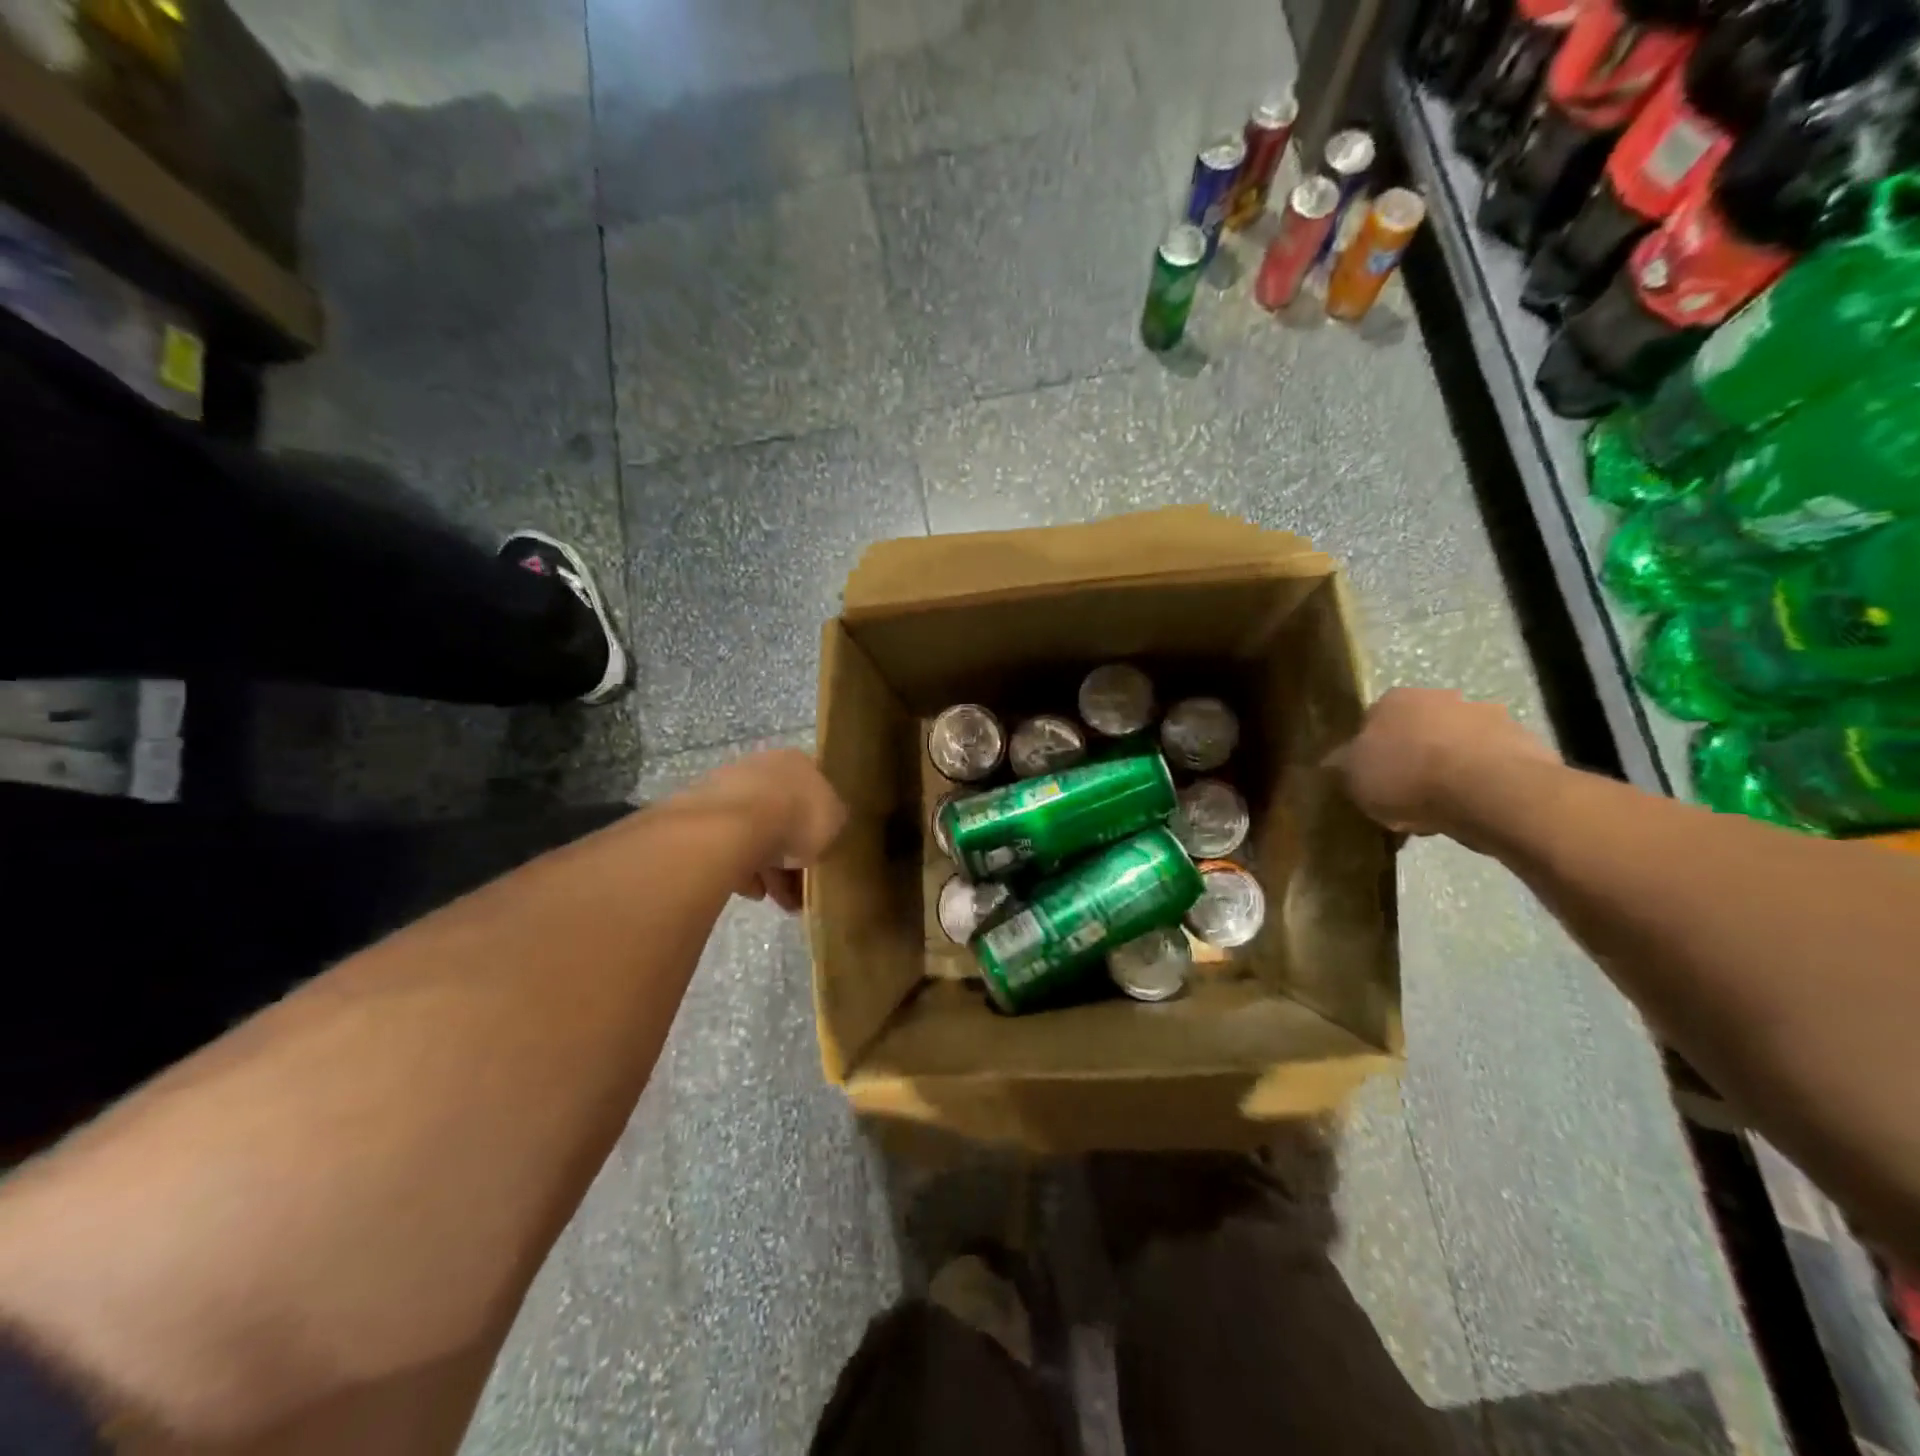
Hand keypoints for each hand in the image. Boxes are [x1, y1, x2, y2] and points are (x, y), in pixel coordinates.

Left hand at [679, 749, 846, 911]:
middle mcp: (761, 768)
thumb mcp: (835, 820)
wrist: (734, 826)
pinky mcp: (700, 816)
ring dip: (767, 866)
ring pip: (754, 832)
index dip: (819, 824)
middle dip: (791, 851)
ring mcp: (727, 789)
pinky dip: (741, 869)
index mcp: (796, 762)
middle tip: (800, 884)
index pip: (813, 791)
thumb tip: (828, 825)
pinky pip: (728, 847)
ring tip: (778, 899)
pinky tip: (752, 893)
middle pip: (781, 813)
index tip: (821, 852)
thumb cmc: (796, 816)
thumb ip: (833, 820)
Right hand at [1326, 687, 1558, 836]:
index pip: (1371, 721)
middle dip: (1412, 757)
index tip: (1370, 780)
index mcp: (1393, 699)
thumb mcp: (1353, 778)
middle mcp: (1440, 696)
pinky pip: (1489, 765)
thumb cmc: (1407, 778)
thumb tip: (1334, 762)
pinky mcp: (1524, 742)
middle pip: (1417, 730)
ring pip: (1456, 746)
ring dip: (1448, 769)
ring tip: (1441, 811)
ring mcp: (1487, 716)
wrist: (1490, 792)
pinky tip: (1471, 812)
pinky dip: (1480, 784)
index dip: (1369, 752)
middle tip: (1404, 796)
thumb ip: (1342, 766)